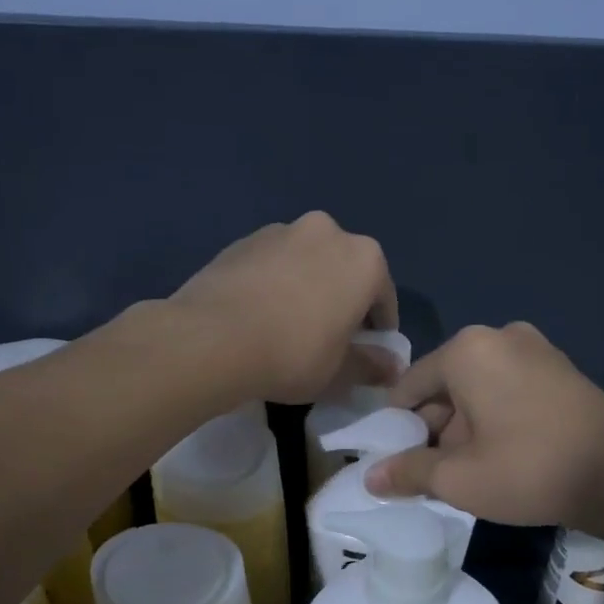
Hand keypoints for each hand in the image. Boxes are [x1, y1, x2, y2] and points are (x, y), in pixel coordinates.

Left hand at [169, 212, 398, 403]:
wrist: (211, 339)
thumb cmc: (293, 355)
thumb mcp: (339, 372)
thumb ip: (370, 366)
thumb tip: (392, 368)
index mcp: (364, 259)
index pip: (383, 297)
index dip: (378, 329)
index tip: (367, 352)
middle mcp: (327, 232)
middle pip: (344, 271)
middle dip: (342, 300)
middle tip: (329, 338)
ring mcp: (281, 231)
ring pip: (307, 263)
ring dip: (307, 287)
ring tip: (288, 326)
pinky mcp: (242, 240)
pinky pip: (272, 265)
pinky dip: (274, 284)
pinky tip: (259, 316)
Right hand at [364, 322, 603, 527]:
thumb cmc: (528, 469)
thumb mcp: (458, 478)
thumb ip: (408, 472)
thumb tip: (370, 478)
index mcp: (467, 350)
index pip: (410, 386)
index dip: (396, 426)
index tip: (394, 460)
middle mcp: (499, 336)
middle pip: (446, 385)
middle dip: (434, 428)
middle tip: (434, 473)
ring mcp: (536, 348)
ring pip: (478, 388)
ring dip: (465, 426)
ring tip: (470, 471)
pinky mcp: (561, 368)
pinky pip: (509, 388)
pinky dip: (495, 417)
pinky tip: (503, 454)